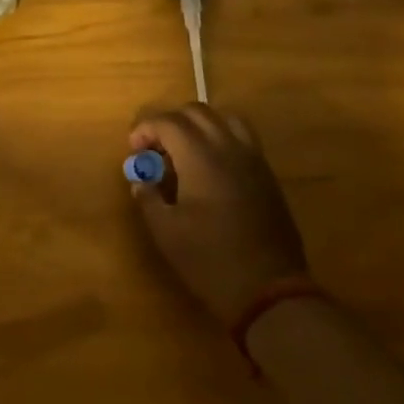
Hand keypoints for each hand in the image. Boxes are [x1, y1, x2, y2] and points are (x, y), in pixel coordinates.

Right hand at [128, 104, 308, 324]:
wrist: (269, 290)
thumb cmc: (210, 260)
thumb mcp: (166, 233)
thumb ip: (149, 198)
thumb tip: (141, 180)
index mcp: (201, 157)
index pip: (168, 122)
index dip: (146, 129)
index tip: (134, 149)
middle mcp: (229, 147)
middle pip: (196, 112)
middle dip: (170, 122)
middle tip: (155, 149)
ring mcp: (253, 159)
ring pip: (224, 119)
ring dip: (199, 126)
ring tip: (185, 151)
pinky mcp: (267, 175)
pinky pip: (242, 138)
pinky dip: (221, 138)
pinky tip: (211, 168)